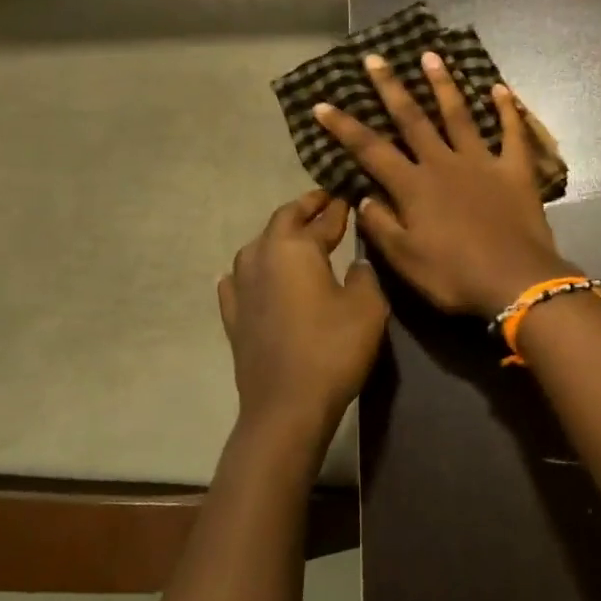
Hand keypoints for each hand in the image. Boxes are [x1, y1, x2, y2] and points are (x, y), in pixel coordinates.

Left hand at [217, 191, 387, 436]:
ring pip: (256, 247)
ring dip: (277, 237)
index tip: (348, 194)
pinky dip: (250, 271)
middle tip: (324, 203)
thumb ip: (364, 275)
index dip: (336, 207)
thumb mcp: (368, 306)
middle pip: (281, 222)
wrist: (287, 406)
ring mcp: (241, 288)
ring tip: (295, 238)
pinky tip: (249, 275)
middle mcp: (261, 258)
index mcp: (295, 249)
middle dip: (304, 210)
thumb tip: (355, 263)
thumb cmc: (333, 349)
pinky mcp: (233, 317)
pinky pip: (237, 280)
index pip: (319, 218)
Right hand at [314, 52, 572, 315]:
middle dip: (390, 88)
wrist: (516, 281)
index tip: (323, 104)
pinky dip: (507, 110)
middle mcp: (444, 164)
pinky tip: (501, 88)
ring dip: (443, 85)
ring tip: (431, 56)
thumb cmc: (455, 276)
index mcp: (414, 186)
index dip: (344, 127)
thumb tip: (364, 197)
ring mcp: (482, 162)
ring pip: (459, 115)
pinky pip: (512, 133)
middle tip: (375, 58)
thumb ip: (381, 226)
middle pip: (412, 119)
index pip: (370, 150)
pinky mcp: (515, 170)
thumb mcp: (405, 260)